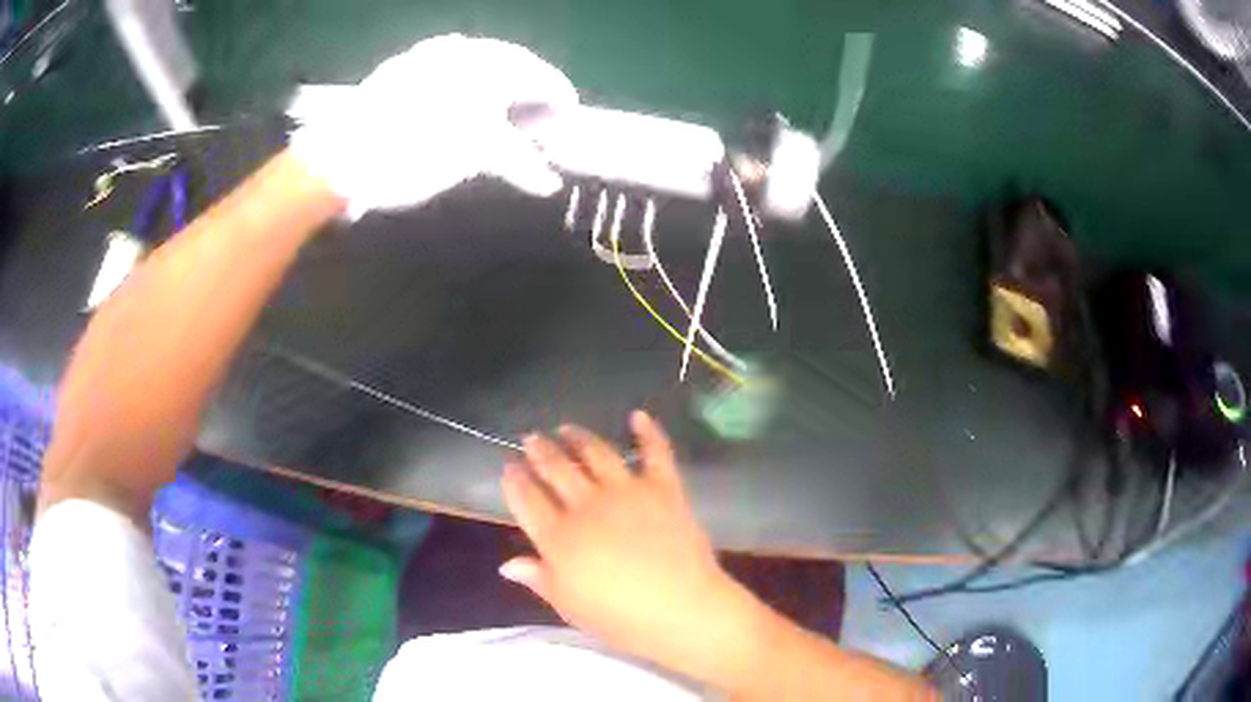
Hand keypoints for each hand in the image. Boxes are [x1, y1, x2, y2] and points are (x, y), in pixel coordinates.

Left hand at [291, 34, 576, 215]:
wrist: (340, 158)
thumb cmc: (411, 156)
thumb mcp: (472, 157)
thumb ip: (517, 160)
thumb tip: (547, 180)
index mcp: (488, 67)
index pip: (539, 77)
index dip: (558, 98)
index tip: (569, 116)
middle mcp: (464, 51)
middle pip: (514, 63)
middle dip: (532, 88)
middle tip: (540, 115)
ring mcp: (430, 55)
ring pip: (482, 60)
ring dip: (501, 80)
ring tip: (505, 106)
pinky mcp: (404, 65)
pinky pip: (449, 62)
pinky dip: (466, 78)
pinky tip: (464, 91)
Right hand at [500, 411, 740, 662]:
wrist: (681, 609)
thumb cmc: (620, 618)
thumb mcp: (569, 605)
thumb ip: (538, 578)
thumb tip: (506, 564)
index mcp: (559, 537)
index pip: (527, 499)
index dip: (515, 480)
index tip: (509, 467)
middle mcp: (587, 505)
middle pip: (556, 469)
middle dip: (540, 450)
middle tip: (532, 438)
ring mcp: (626, 492)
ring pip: (596, 453)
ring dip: (579, 437)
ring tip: (567, 429)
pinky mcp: (663, 487)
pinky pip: (655, 452)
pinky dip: (648, 432)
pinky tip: (638, 416)